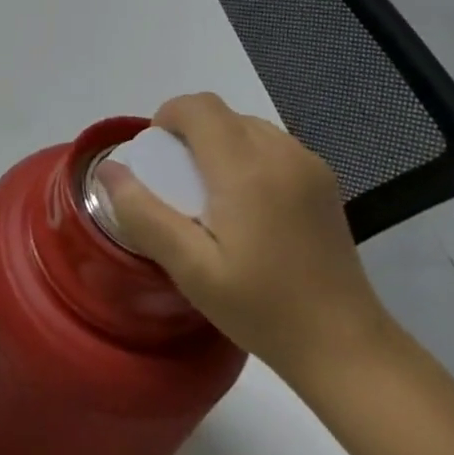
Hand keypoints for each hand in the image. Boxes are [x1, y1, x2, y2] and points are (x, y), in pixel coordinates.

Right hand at [96, 93, 387, 377]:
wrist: (346, 347)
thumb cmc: (262, 309)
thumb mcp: (190, 268)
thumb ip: (143, 213)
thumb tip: (108, 170)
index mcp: (245, 168)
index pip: (198, 107)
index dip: (167, 118)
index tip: (156, 159)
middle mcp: (280, 153)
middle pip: (221, 113)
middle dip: (190, 133)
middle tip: (176, 184)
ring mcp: (308, 164)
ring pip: (247, 125)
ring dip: (219, 142)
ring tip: (210, 194)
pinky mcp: (324, 180)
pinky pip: (272, 144)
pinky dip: (247, 155)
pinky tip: (247, 204)